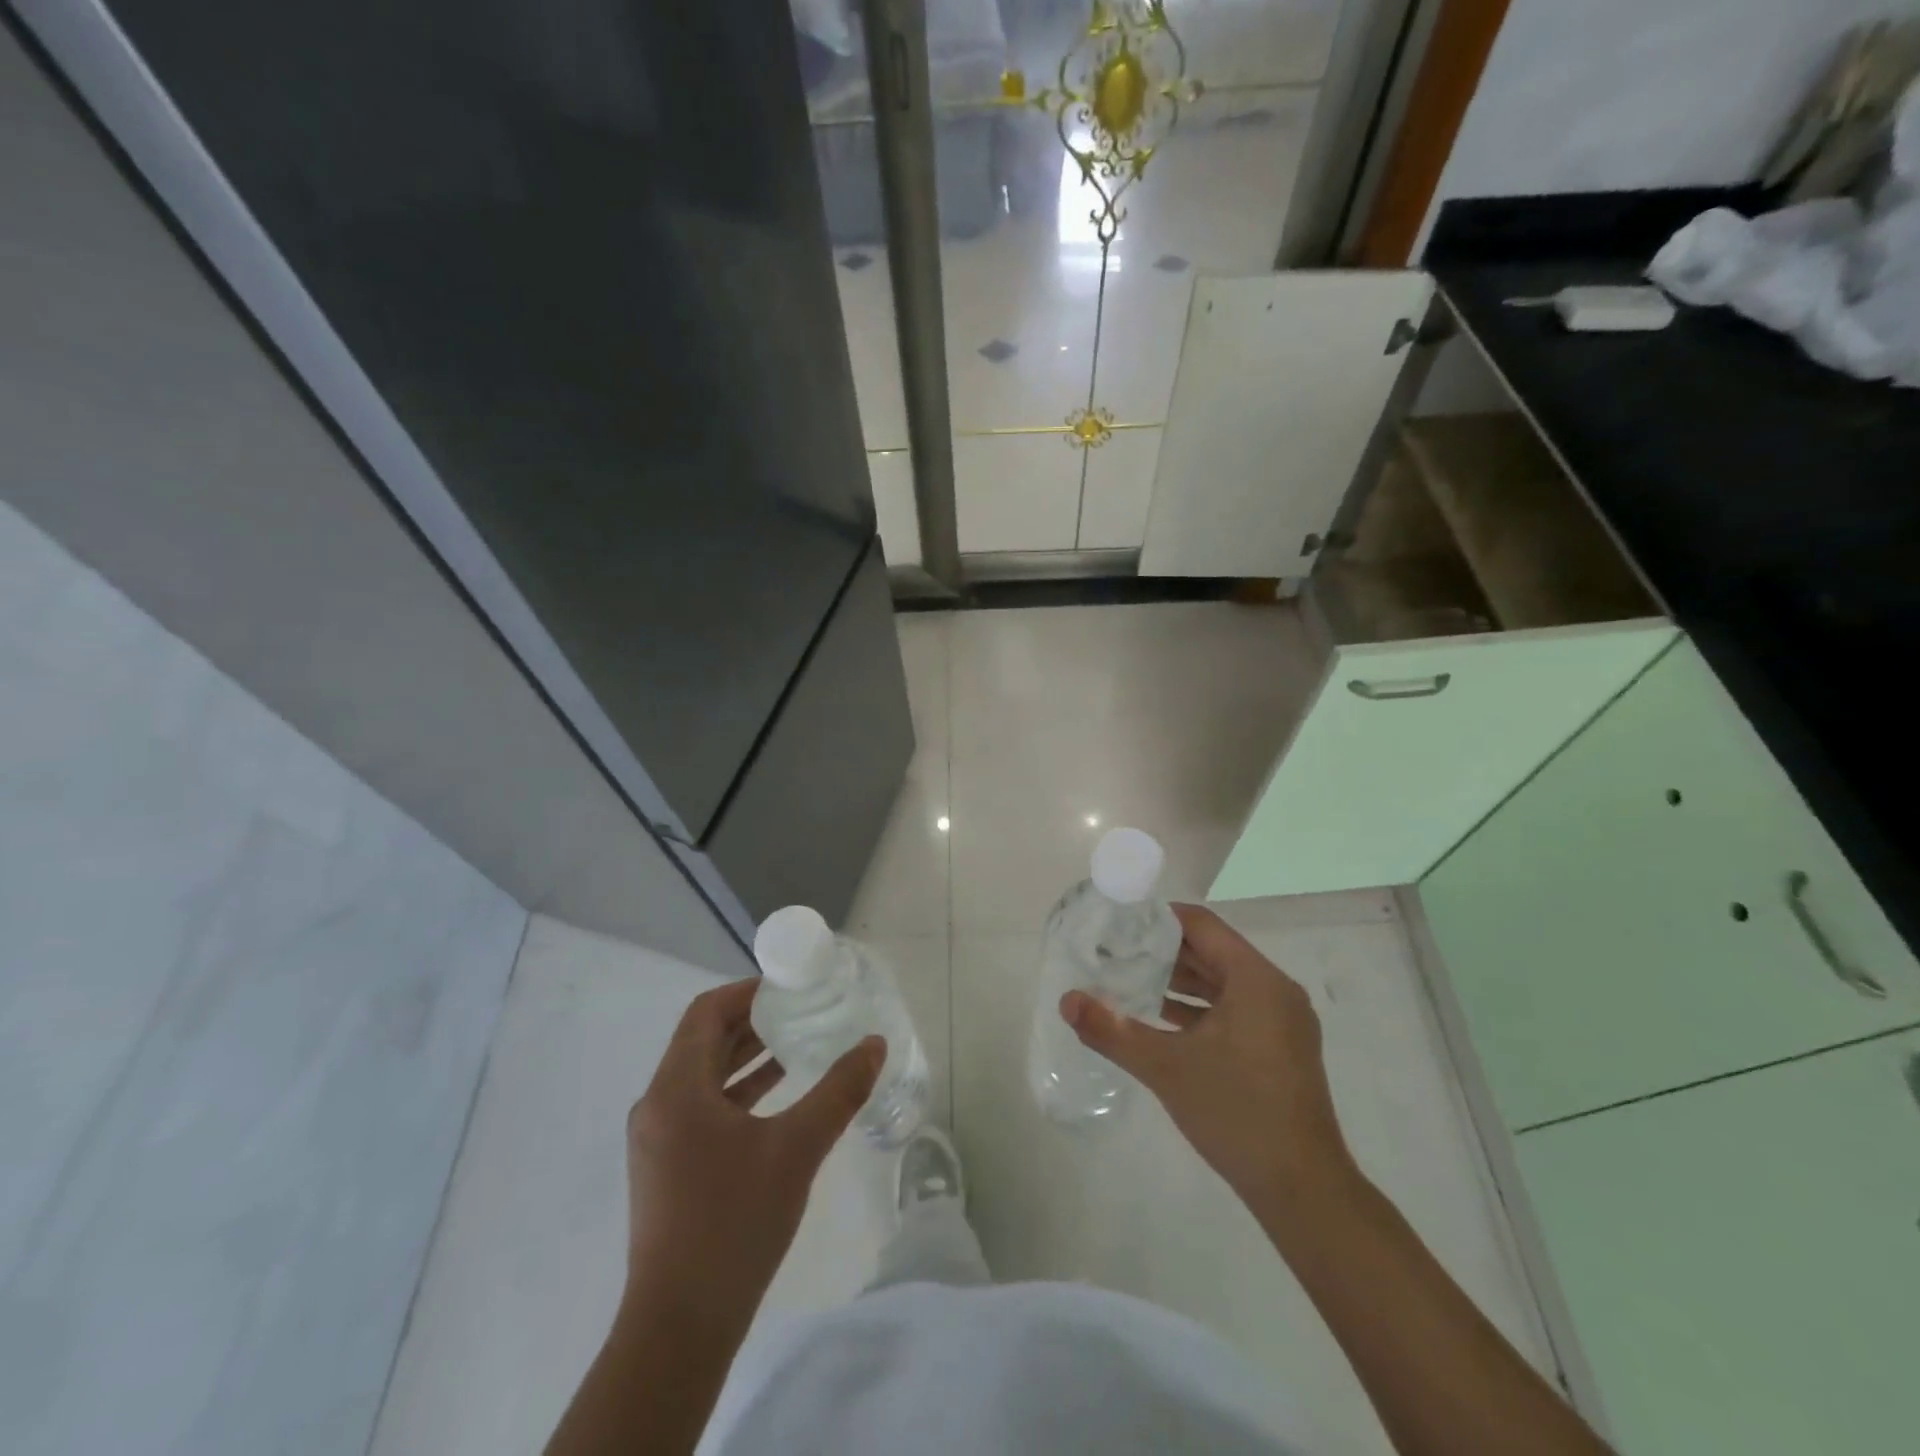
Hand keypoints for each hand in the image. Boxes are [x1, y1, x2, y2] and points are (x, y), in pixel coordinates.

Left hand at [624, 979, 883, 1326]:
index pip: (706, 1012)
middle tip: (802, 1009)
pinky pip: (702, 1106)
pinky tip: (779, 1094)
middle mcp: (658, 1104)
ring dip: (747, 1056)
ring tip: (798, 1043)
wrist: (680, 1328)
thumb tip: (875, 1044)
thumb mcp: (796, 1149)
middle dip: (752, 1021)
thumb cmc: (733, 1223)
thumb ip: (839, 1091)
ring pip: (703, 1075)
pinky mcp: (667, 1166)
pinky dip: (738, 1090)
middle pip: (703, 1040)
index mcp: (676, 1089)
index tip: (789, 986)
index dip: (747, 991)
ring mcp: (658, 1139)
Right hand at [1062, 903, 1352, 1207]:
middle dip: (1162, 951)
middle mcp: (1274, 990)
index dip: (1158, 919)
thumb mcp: (1166, 1067)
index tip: (1118, 924)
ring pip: (1222, 983)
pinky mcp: (1281, 1048)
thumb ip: (1112, 1030)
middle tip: (1114, 951)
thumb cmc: (1236, 1113)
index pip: (1201, 925)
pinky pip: (1234, 1009)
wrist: (1303, 1191)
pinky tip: (1160, 1020)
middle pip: (1212, 951)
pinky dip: (1198, 1009)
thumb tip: (1066, 1001)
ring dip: (1179, 981)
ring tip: (1128, 980)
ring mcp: (1282, 1021)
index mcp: (1256, 979)